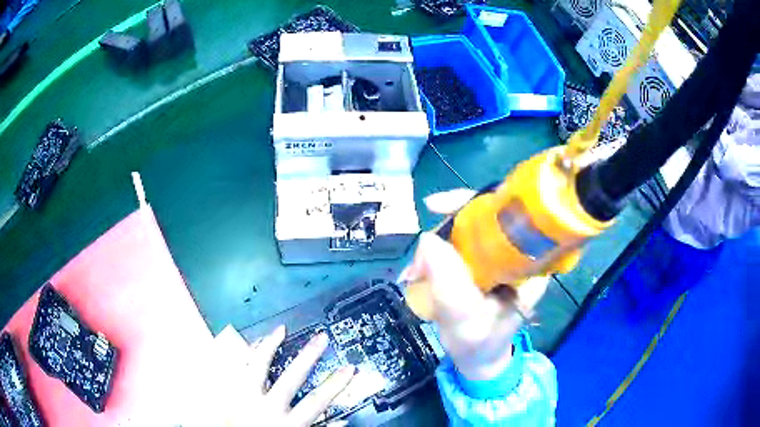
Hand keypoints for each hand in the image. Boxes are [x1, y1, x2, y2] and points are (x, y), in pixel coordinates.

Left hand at [215, 326, 354, 426]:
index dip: (335, 384)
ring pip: (257, 366)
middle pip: (291, 378)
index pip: (316, 401)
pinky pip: (234, 368)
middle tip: (320, 338)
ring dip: (269, 346)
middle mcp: (266, 408)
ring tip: (280, 329)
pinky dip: (242, 354)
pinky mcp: (228, 393)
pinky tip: (250, 343)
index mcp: (286, 424)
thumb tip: (341, 422)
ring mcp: (244, 398)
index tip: (349, 368)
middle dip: (308, 357)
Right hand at [400, 189, 548, 381]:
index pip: (510, 213)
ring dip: (440, 241)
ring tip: (417, 266)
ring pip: (471, 229)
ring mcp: (502, 258)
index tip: (438, 206)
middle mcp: (520, 254)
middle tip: (423, 245)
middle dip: (449, 225)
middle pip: (487, 216)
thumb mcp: (465, 320)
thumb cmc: (480, 344)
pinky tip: (423, 266)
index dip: (476, 203)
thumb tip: (426, 239)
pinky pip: (462, 244)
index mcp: (530, 263)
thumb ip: (448, 284)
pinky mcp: (486, 264)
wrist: (480, 361)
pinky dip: (440, 251)